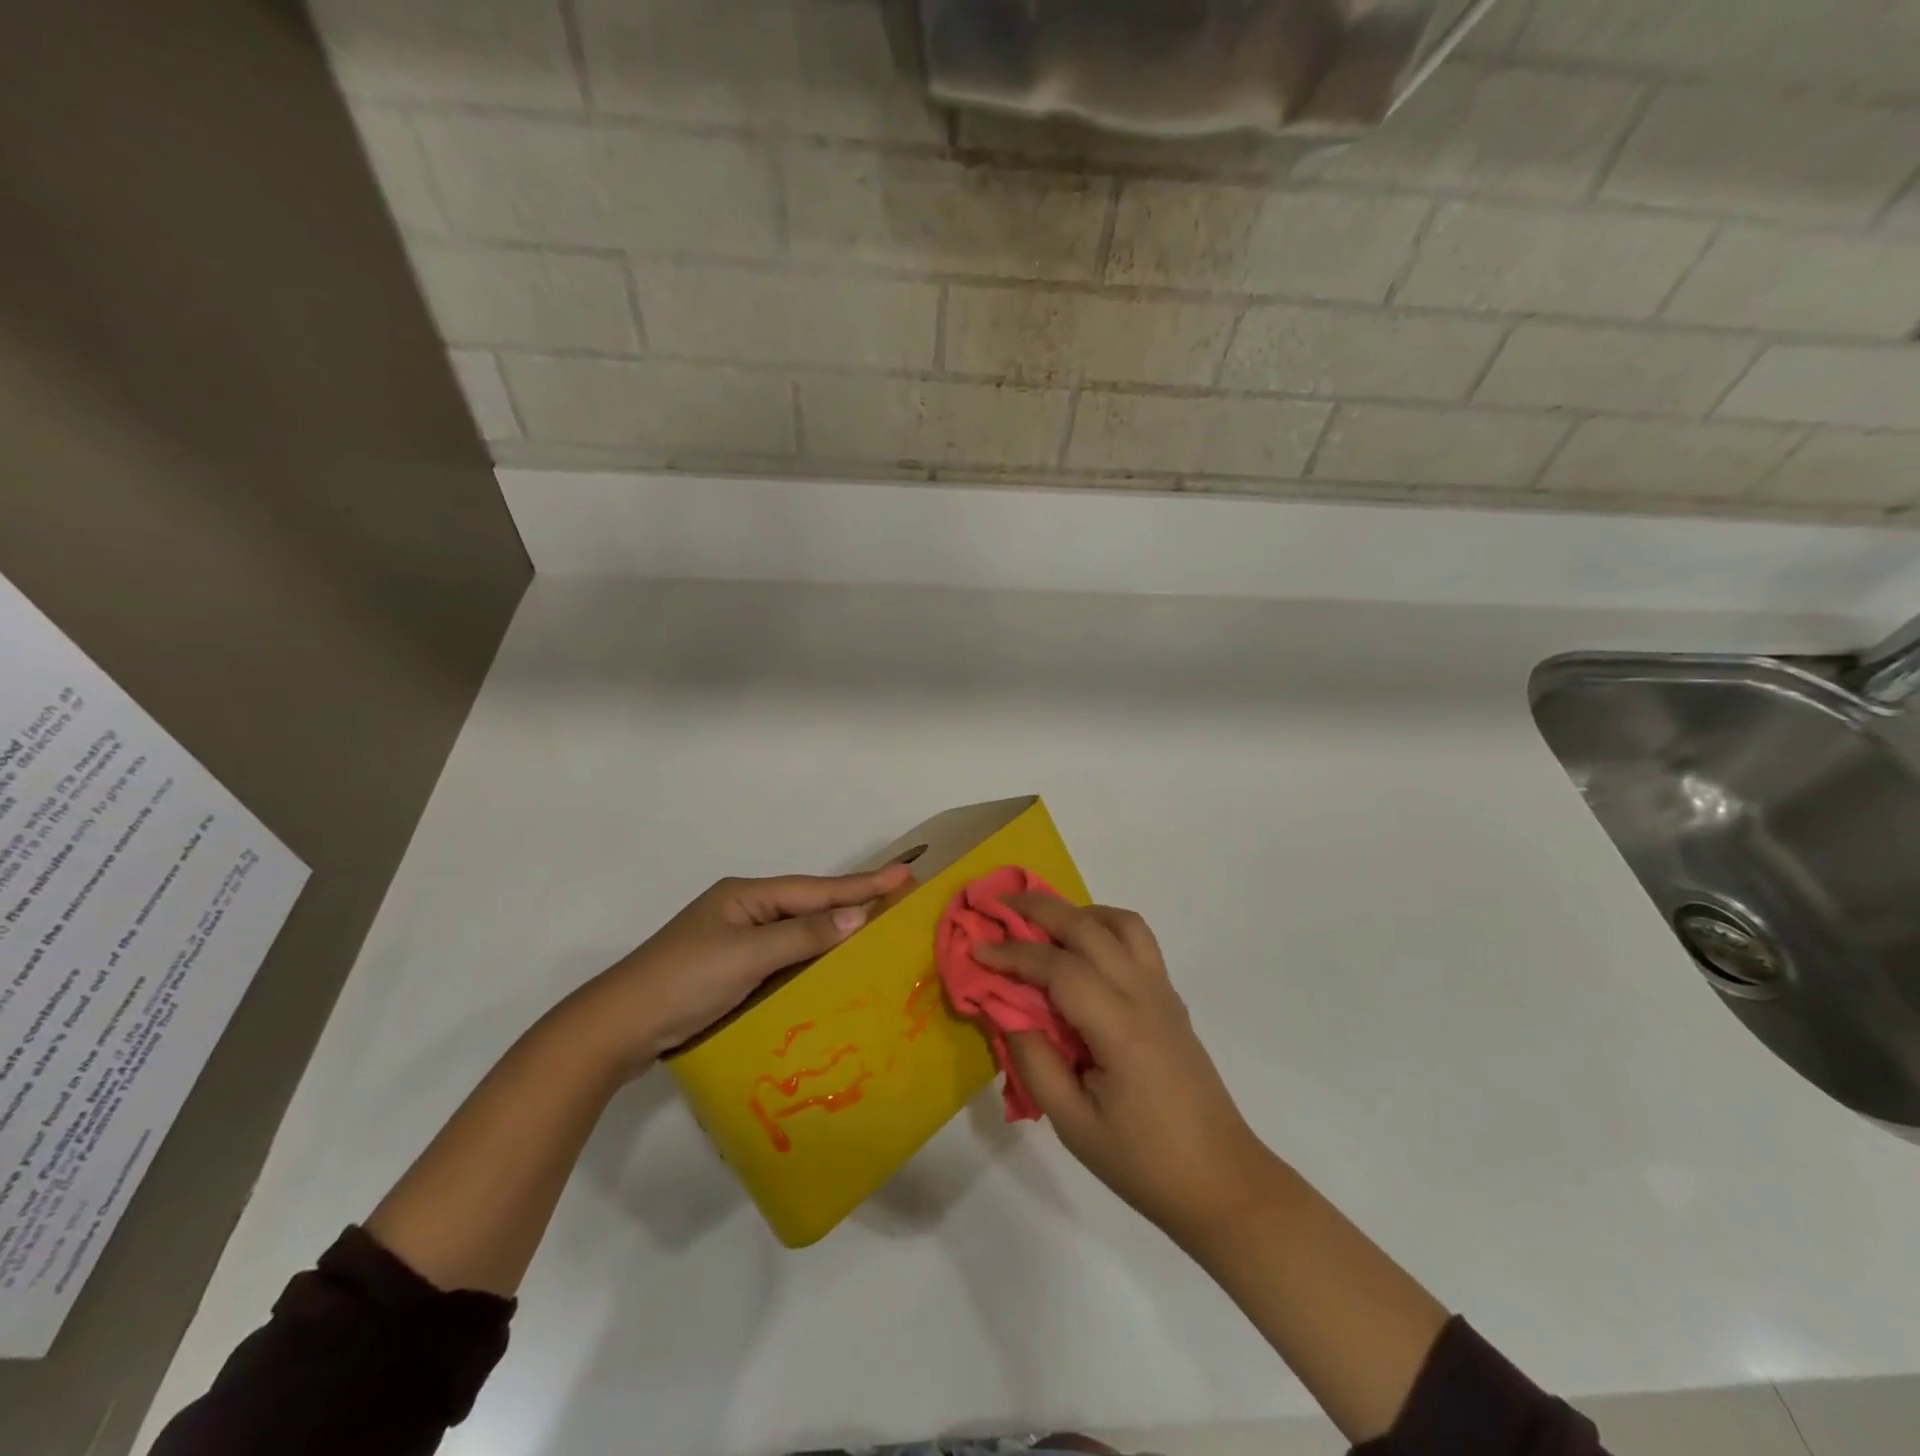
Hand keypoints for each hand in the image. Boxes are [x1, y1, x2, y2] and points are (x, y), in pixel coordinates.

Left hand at [558, 863, 913, 1077]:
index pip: (816, 889)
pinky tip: (831, 968)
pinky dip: (810, 958)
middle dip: (852, 902)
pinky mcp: (731, 971)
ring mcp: (735, 941)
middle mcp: (744, 911)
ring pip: (797, 932)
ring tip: (876, 930)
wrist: (617, 1028)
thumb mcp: (745, 955)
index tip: (905, 875)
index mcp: (746, 895)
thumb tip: (858, 916)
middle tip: (898, 899)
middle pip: (808, 905)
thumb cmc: (683, 982)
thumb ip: (802, 935)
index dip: (862, 884)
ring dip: (833, 932)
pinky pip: (783, 957)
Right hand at [976, 895, 1275, 1244]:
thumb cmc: (1143, 1161)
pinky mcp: (1171, 999)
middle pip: (1088, 927)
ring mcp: (1163, 991)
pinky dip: (1104, 927)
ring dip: (1078, 912)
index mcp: (1119, 1026)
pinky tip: (1082, 952)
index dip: (1013, 953)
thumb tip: (1006, 1011)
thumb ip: (1034, 1061)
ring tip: (1044, 925)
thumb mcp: (1073, 1124)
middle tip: (999, 905)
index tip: (977, 948)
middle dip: (1039, 908)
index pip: (1058, 967)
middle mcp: (1144, 994)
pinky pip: (1138, 941)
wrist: (1221, 1181)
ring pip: (1121, 922)